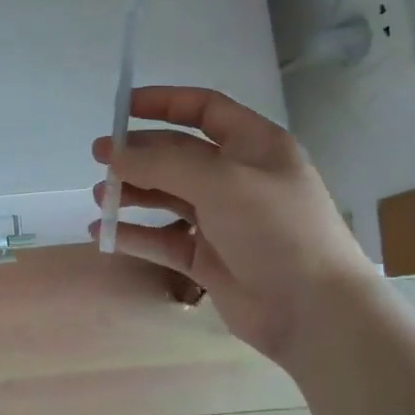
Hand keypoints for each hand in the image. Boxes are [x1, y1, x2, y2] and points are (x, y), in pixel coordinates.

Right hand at [91, 86, 373, 363]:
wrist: (314, 311)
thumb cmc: (275, 230)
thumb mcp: (221, 182)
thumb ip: (163, 164)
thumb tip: (114, 154)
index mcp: (254, 146)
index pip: (205, 110)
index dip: (164, 103)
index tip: (122, 107)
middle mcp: (237, 178)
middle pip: (178, 154)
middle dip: (138, 153)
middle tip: (99, 157)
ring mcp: (222, 219)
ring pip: (167, 196)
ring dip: (133, 193)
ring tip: (100, 198)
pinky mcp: (208, 257)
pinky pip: (163, 238)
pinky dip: (134, 234)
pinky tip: (103, 233)